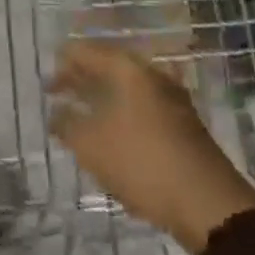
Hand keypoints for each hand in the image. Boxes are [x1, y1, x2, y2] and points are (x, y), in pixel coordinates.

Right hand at [49, 39, 254, 254]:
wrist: (208, 203)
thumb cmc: (142, 163)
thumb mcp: (91, 145)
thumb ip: (66, 123)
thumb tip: (56, 113)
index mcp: (126, 68)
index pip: (84, 51)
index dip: (61, 63)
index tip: (45, 82)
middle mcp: (150, 73)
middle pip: (106, 65)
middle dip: (81, 79)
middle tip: (58, 94)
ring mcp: (170, 97)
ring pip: (125, 87)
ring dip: (101, 97)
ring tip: (80, 116)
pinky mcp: (182, 122)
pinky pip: (141, 106)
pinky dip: (121, 112)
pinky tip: (112, 134)